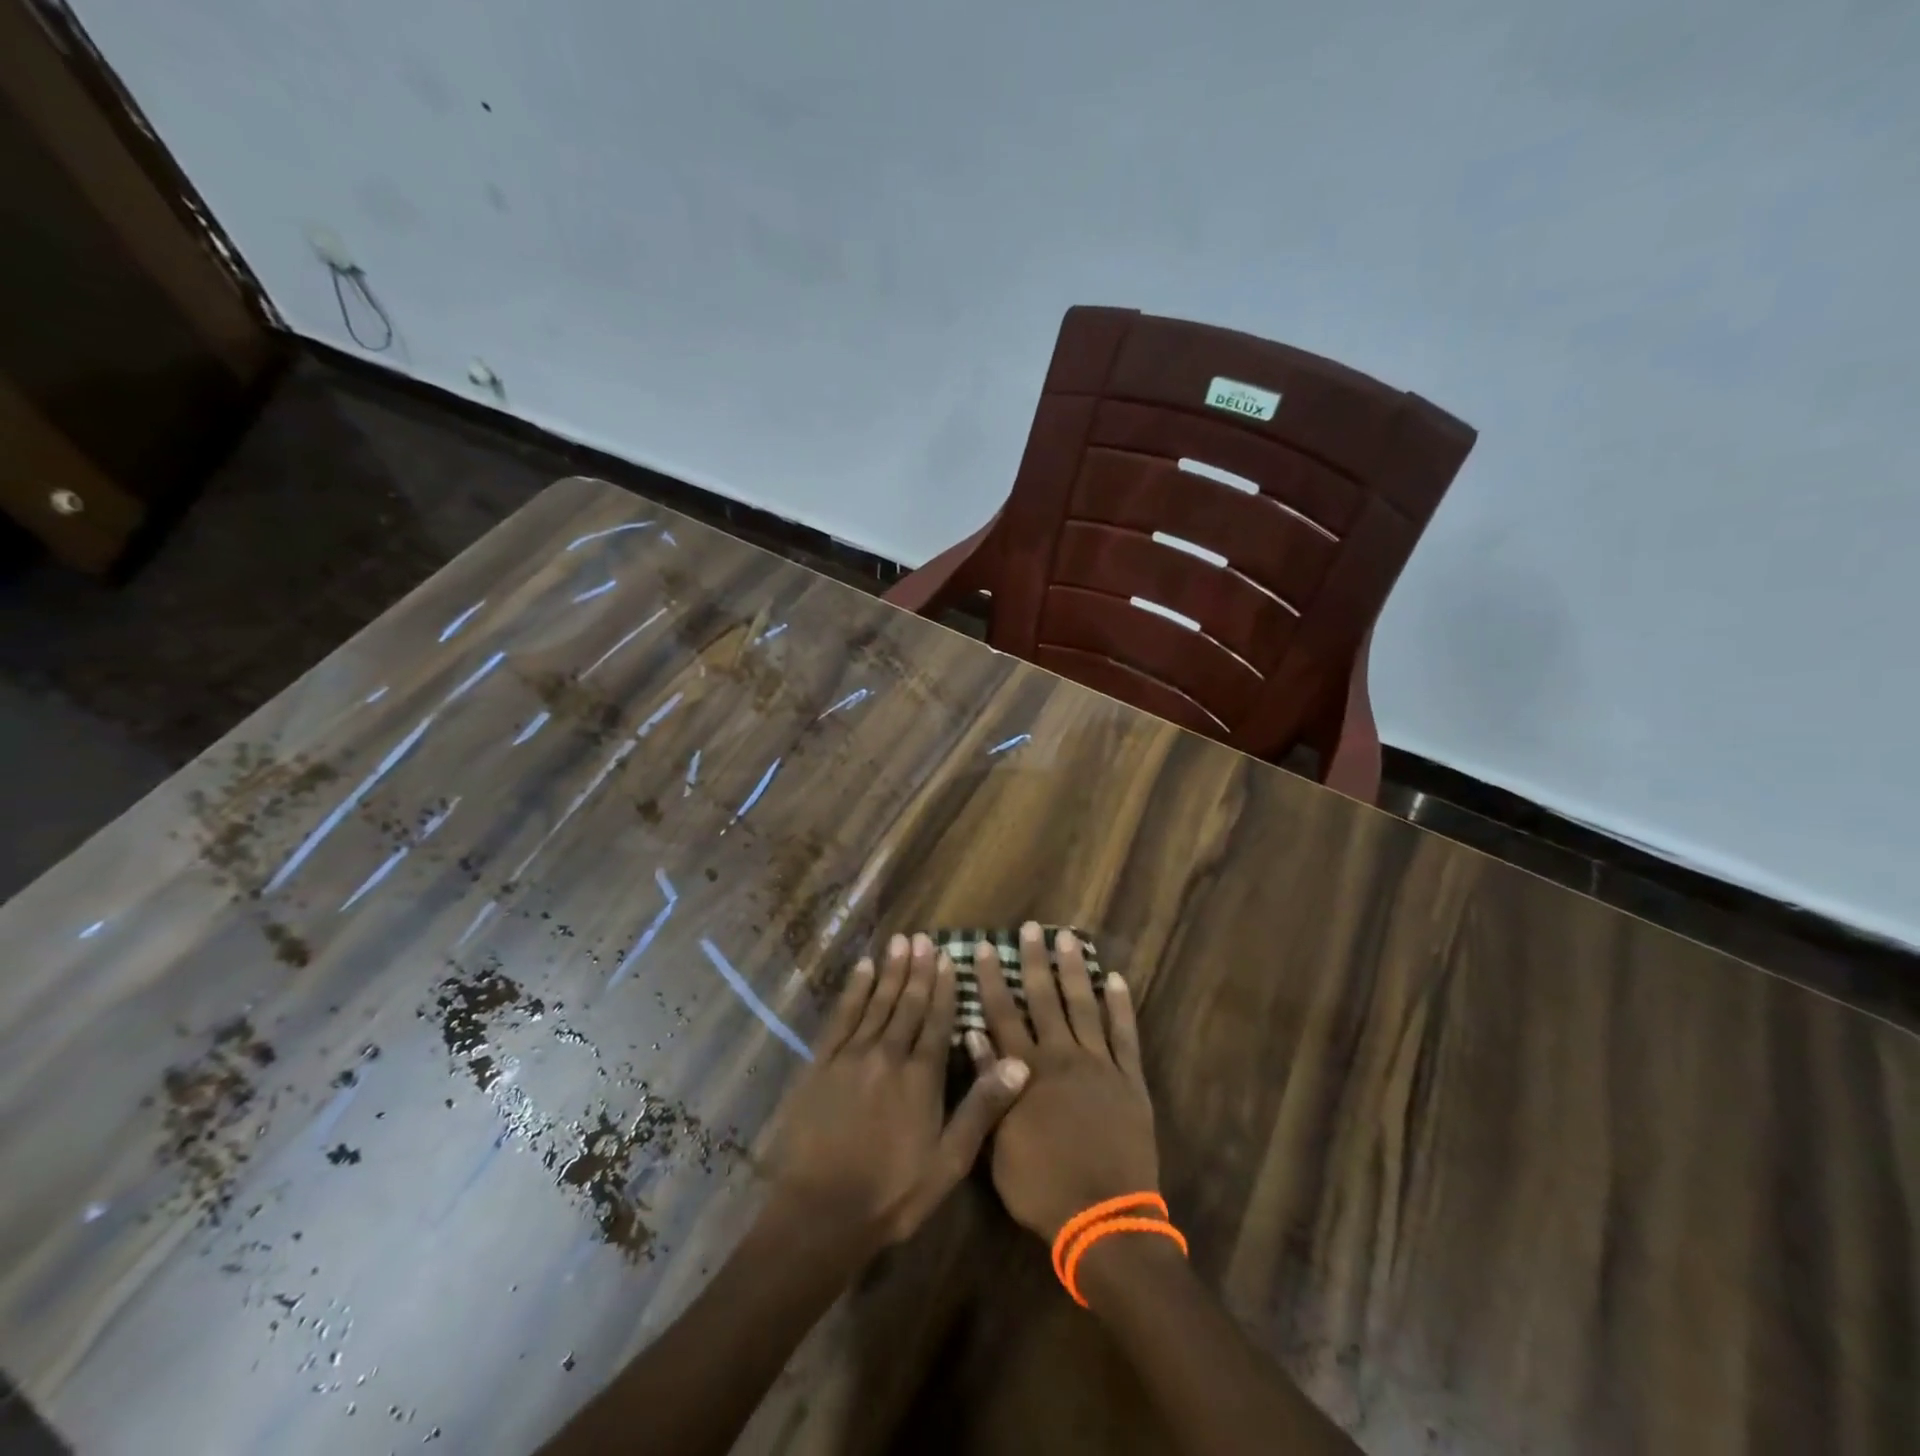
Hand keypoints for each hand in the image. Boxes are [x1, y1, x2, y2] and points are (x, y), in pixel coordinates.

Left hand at [769, 932, 1030, 1248]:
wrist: (820, 1212)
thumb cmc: (893, 1193)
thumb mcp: (949, 1161)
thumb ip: (982, 1109)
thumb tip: (1018, 1064)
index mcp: (921, 1077)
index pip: (937, 1021)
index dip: (944, 988)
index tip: (948, 958)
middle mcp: (888, 1055)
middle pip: (907, 1004)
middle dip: (917, 970)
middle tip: (923, 937)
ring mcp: (852, 1056)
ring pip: (876, 1003)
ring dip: (889, 971)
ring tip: (899, 942)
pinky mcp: (822, 1064)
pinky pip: (842, 1017)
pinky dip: (854, 990)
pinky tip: (861, 970)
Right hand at [971, 923, 1158, 1241]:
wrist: (1104, 1218)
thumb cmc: (1042, 1188)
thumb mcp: (999, 1144)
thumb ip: (989, 1086)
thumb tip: (975, 1036)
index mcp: (1026, 1072)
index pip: (1003, 1015)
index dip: (993, 980)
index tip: (987, 948)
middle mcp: (1061, 1057)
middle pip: (1044, 1000)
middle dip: (1035, 962)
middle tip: (1031, 928)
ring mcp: (1099, 1065)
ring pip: (1084, 1006)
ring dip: (1075, 971)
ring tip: (1068, 939)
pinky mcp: (1129, 1079)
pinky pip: (1125, 1035)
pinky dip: (1121, 1006)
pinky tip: (1116, 980)